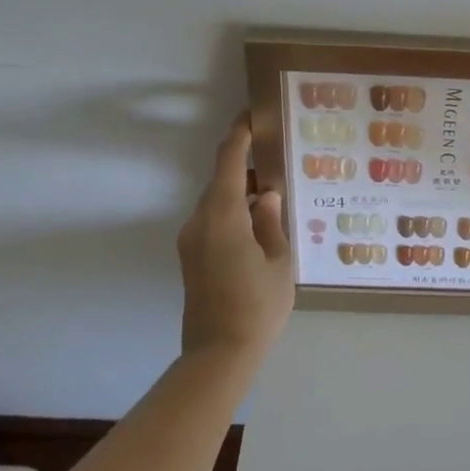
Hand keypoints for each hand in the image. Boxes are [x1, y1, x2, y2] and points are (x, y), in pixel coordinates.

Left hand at [176, 114, 293, 362]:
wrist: (218, 354)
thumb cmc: (257, 306)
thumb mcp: (278, 261)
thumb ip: (271, 221)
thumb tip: (265, 194)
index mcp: (222, 216)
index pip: (227, 161)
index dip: (239, 135)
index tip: (253, 116)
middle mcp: (199, 221)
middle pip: (220, 181)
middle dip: (245, 167)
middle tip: (277, 161)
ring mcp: (191, 241)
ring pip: (216, 202)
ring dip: (240, 193)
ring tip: (273, 194)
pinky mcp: (191, 258)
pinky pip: (213, 221)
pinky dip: (233, 213)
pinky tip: (259, 224)